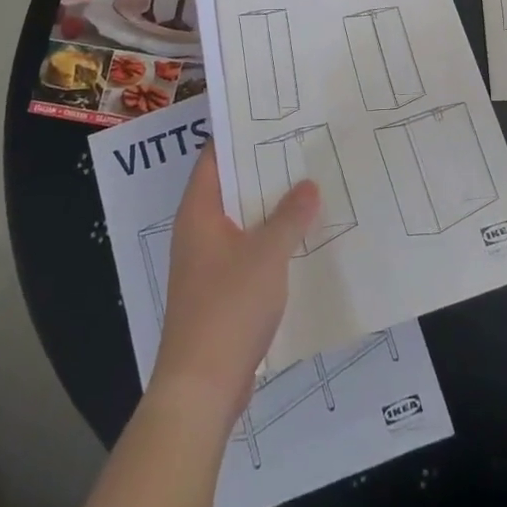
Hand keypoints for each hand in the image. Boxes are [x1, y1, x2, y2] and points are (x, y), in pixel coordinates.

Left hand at [151, 149, 317, 425]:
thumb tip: (309, 184)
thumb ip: (291, 216)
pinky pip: (245, 251)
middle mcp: (197, 232)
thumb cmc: (228, 307)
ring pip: (241, 221)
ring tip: (309, 186)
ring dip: (269, 208)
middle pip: (230, 187)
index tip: (273, 118)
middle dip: (264, 170)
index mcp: (199, 212)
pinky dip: (269, 240)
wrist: (200, 388)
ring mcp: (206, 264)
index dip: (239, 135)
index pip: (214, 157)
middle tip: (302, 147)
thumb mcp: (267, 254)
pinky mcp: (218, 292)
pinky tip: (301, 238)